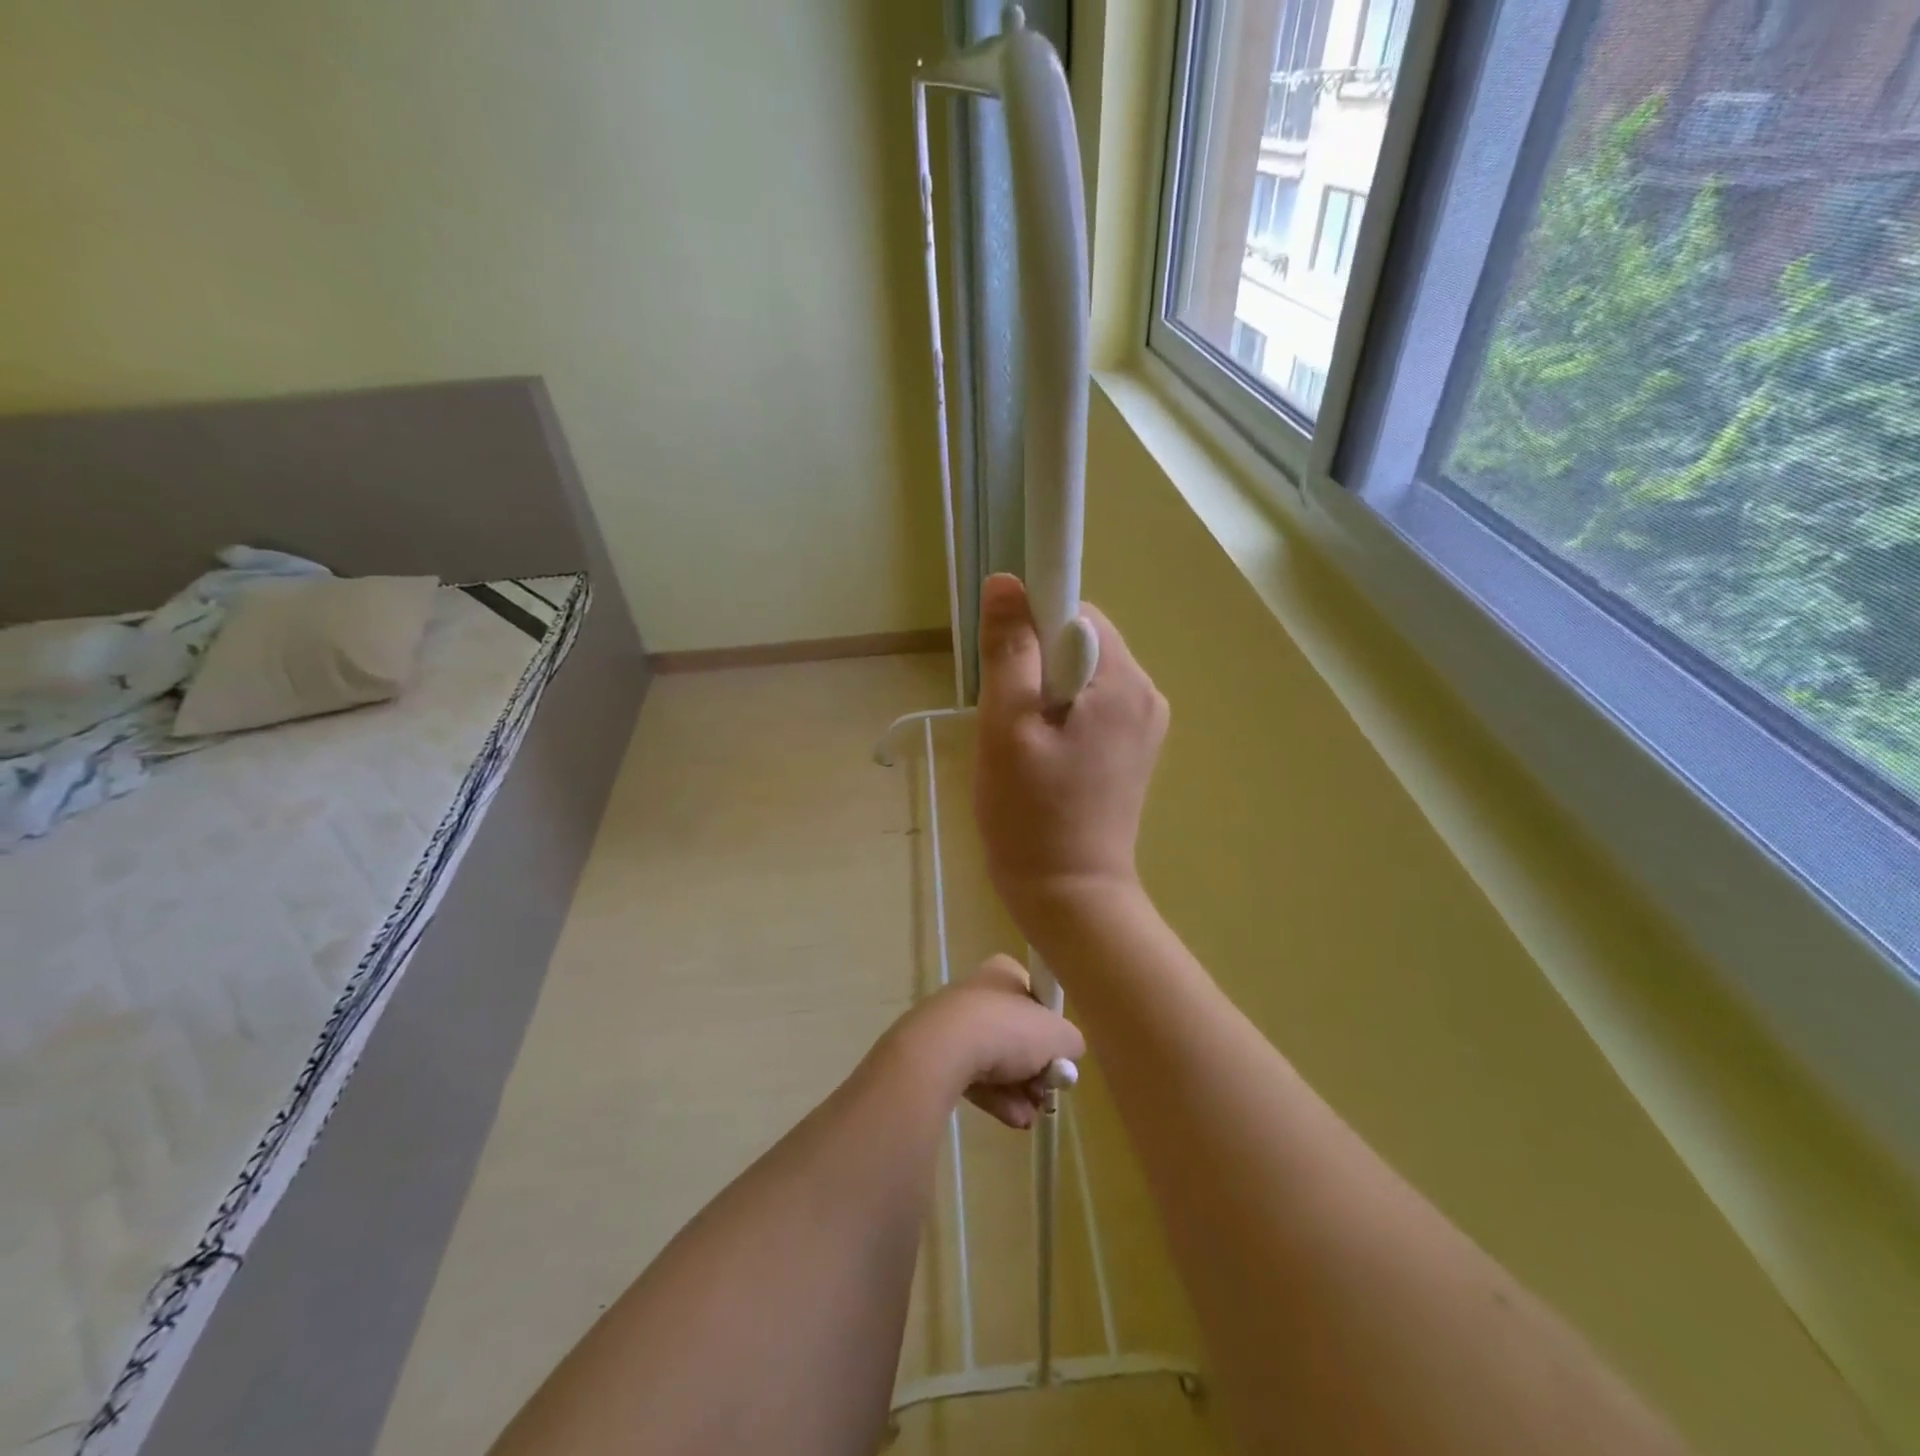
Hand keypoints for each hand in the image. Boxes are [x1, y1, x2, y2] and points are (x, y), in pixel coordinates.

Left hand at [885, 956, 1085, 1128]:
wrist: (943, 1049)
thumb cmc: (1006, 1029)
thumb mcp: (1057, 1035)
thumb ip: (1071, 1041)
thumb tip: (1070, 1050)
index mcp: (1004, 972)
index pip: (1035, 994)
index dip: (1050, 1026)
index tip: (1059, 1054)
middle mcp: (979, 992)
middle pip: (1018, 1033)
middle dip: (1036, 1068)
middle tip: (1047, 1090)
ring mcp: (955, 1023)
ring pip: (997, 1060)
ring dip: (1019, 1090)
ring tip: (1032, 1115)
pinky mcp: (939, 1054)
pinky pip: (975, 1077)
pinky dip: (996, 1097)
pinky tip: (1013, 1119)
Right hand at [972, 574, 1167, 935]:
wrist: (1070, 895)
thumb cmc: (1031, 813)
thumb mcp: (1007, 726)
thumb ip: (1010, 650)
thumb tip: (1006, 582)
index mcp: (1123, 682)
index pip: (1076, 611)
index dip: (1032, 624)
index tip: (1005, 666)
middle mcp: (1147, 694)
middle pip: (1081, 642)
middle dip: (1036, 665)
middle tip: (1007, 718)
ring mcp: (1144, 724)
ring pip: (1082, 675)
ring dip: (1045, 693)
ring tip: (1022, 744)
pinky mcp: (1133, 749)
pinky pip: (1091, 706)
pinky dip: (1061, 717)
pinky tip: (1042, 757)